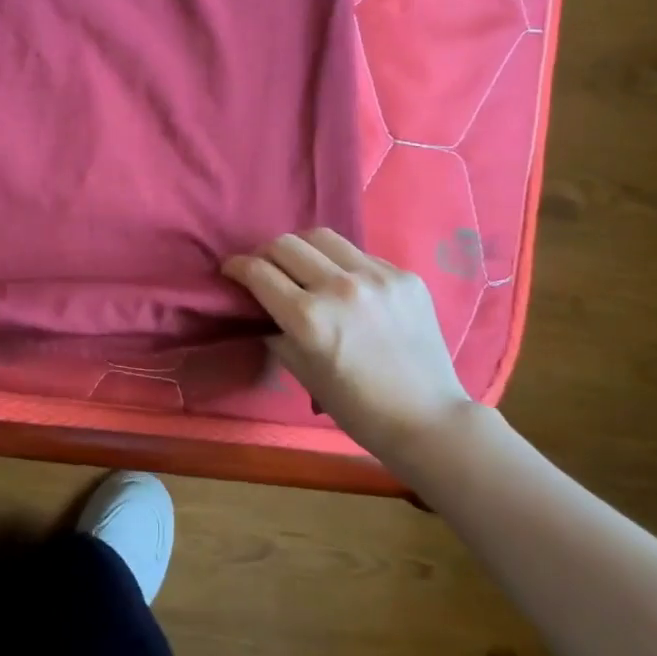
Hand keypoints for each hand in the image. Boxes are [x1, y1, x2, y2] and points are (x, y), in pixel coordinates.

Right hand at [222, 229, 473, 460]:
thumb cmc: (356, 407)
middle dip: (265, 254)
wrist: (425, 418)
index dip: (236, 266)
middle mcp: (340, 288)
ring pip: (322, 237)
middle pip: (285, 244)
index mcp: (309, 318)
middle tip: (265, 269)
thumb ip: (276, 331)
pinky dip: (341, 264)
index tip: (231, 269)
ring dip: (301, 249)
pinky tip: (346, 286)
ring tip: (302, 266)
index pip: (258, 272)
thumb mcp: (302, 373)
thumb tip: (260, 306)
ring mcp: (377, 277)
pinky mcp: (404, 276)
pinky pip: (359, 255)